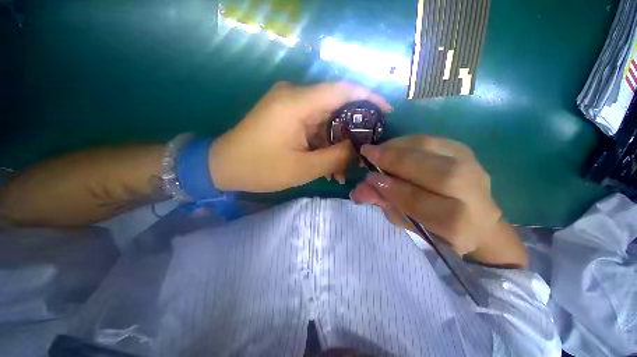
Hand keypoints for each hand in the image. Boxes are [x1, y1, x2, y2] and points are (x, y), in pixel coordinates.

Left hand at [209, 82, 391, 192]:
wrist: (222, 166)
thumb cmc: (260, 168)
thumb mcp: (303, 168)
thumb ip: (335, 156)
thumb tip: (357, 148)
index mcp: (297, 103)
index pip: (343, 90)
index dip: (369, 98)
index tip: (387, 112)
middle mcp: (294, 97)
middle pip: (335, 108)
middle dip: (351, 132)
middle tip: (363, 153)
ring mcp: (288, 106)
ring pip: (324, 121)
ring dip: (335, 145)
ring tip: (343, 170)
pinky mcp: (285, 116)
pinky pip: (312, 127)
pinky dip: (322, 145)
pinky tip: (327, 165)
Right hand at [351, 136, 527, 267]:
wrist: (478, 220)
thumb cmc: (436, 228)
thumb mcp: (408, 223)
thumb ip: (384, 204)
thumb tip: (358, 190)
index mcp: (456, 222)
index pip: (417, 200)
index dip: (390, 187)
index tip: (368, 178)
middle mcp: (470, 191)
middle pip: (427, 168)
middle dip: (392, 159)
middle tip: (367, 153)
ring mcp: (471, 165)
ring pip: (428, 148)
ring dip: (396, 146)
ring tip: (377, 150)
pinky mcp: (464, 150)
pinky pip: (430, 139)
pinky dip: (406, 141)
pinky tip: (392, 146)